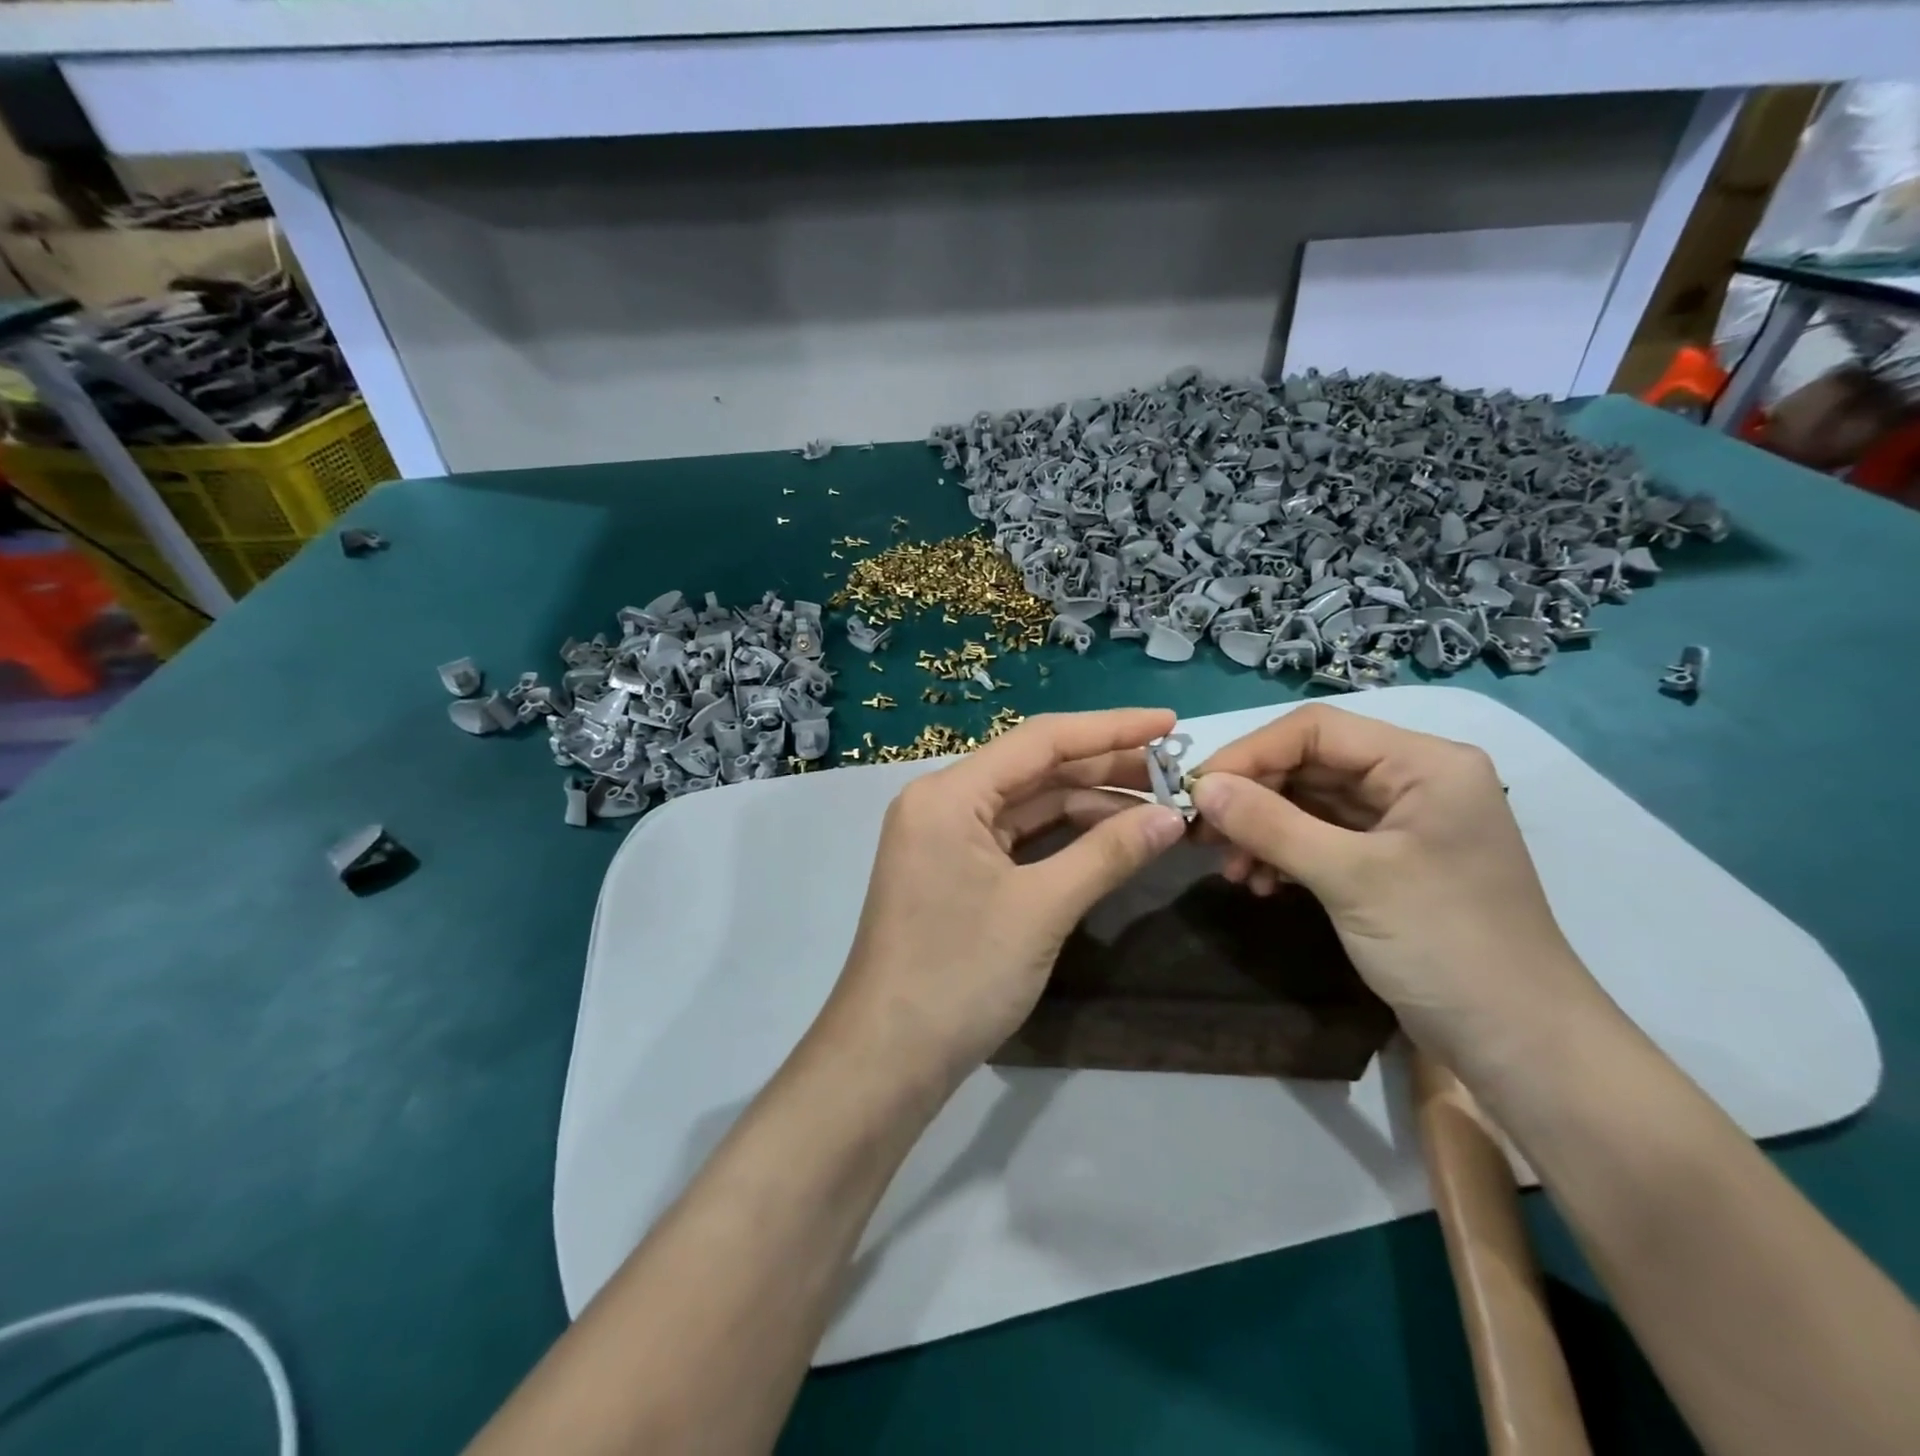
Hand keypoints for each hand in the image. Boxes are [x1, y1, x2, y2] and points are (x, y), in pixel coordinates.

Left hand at [819, 708, 1188, 1093]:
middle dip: (1105, 771)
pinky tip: (1111, 839)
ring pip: (1028, 805)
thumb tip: (1173, 817)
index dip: (1110, 729)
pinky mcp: (954, 870)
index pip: (1040, 740)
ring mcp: (945, 837)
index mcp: (949, 793)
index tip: (1171, 721)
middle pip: (1035, 770)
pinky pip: (1016, 838)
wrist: (888, 1058)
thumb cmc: (959, 975)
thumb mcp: (1041, 909)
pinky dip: (1063, 838)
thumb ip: (1108, 854)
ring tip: (1157, 812)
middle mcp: (942, 802)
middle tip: (1176, 775)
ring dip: (1089, 807)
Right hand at [1189, 704, 1611, 1078]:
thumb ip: (1270, 825)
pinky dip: (1284, 855)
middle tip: (1201, 834)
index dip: (1250, 754)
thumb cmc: (1445, 946)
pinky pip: (1320, 838)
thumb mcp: (1350, 878)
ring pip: (1309, 803)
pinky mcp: (1388, 862)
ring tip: (1230, 870)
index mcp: (1424, 764)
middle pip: (1309, 765)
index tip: (1198, 790)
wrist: (1519, 1046)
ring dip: (1262, 831)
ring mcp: (1401, 823)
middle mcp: (1414, 780)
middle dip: (1252, 798)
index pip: (1317, 730)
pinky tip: (1260, 884)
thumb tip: (1200, 787)